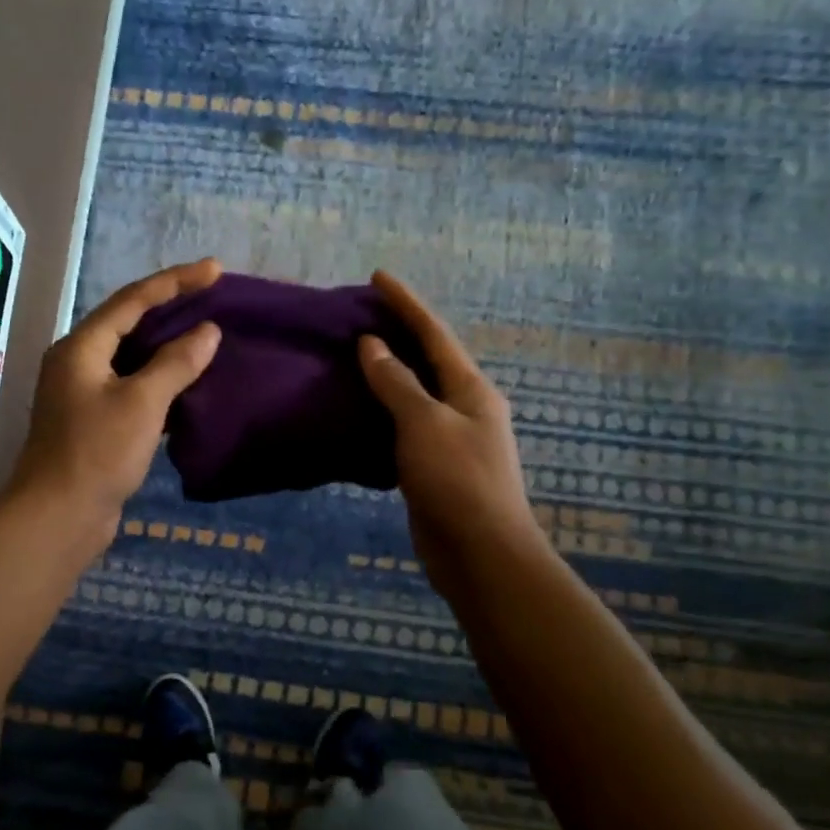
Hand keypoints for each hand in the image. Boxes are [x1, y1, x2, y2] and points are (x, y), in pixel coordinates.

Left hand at [11, 259, 223, 534]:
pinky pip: (132, 390)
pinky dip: (160, 384)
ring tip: (208, 338)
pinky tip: (189, 386)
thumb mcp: (141, 403)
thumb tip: (207, 332)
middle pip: (129, 325)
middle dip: (171, 311)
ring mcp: (84, 396)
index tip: (214, 270)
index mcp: (81, 347)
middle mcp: (78, 364)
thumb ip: (176, 364)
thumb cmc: (97, 453)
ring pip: (132, 360)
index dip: (175, 282)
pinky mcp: (94, 425)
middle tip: (213, 300)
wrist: (58, 517)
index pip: (132, 300)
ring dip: (168, 349)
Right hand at [358, 271, 543, 592]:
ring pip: (413, 397)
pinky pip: (403, 430)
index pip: (433, 334)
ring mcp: (450, 440)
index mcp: (470, 389)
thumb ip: (396, 383)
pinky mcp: (433, 468)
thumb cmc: (457, 480)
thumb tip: (372, 345)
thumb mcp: (424, 424)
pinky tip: (355, 413)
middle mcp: (464, 408)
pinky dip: (380, 415)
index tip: (377, 277)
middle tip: (358, 317)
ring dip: (385, 377)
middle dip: (396, 336)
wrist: (480, 553)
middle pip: (427, 361)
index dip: (406, 303)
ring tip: (350, 359)